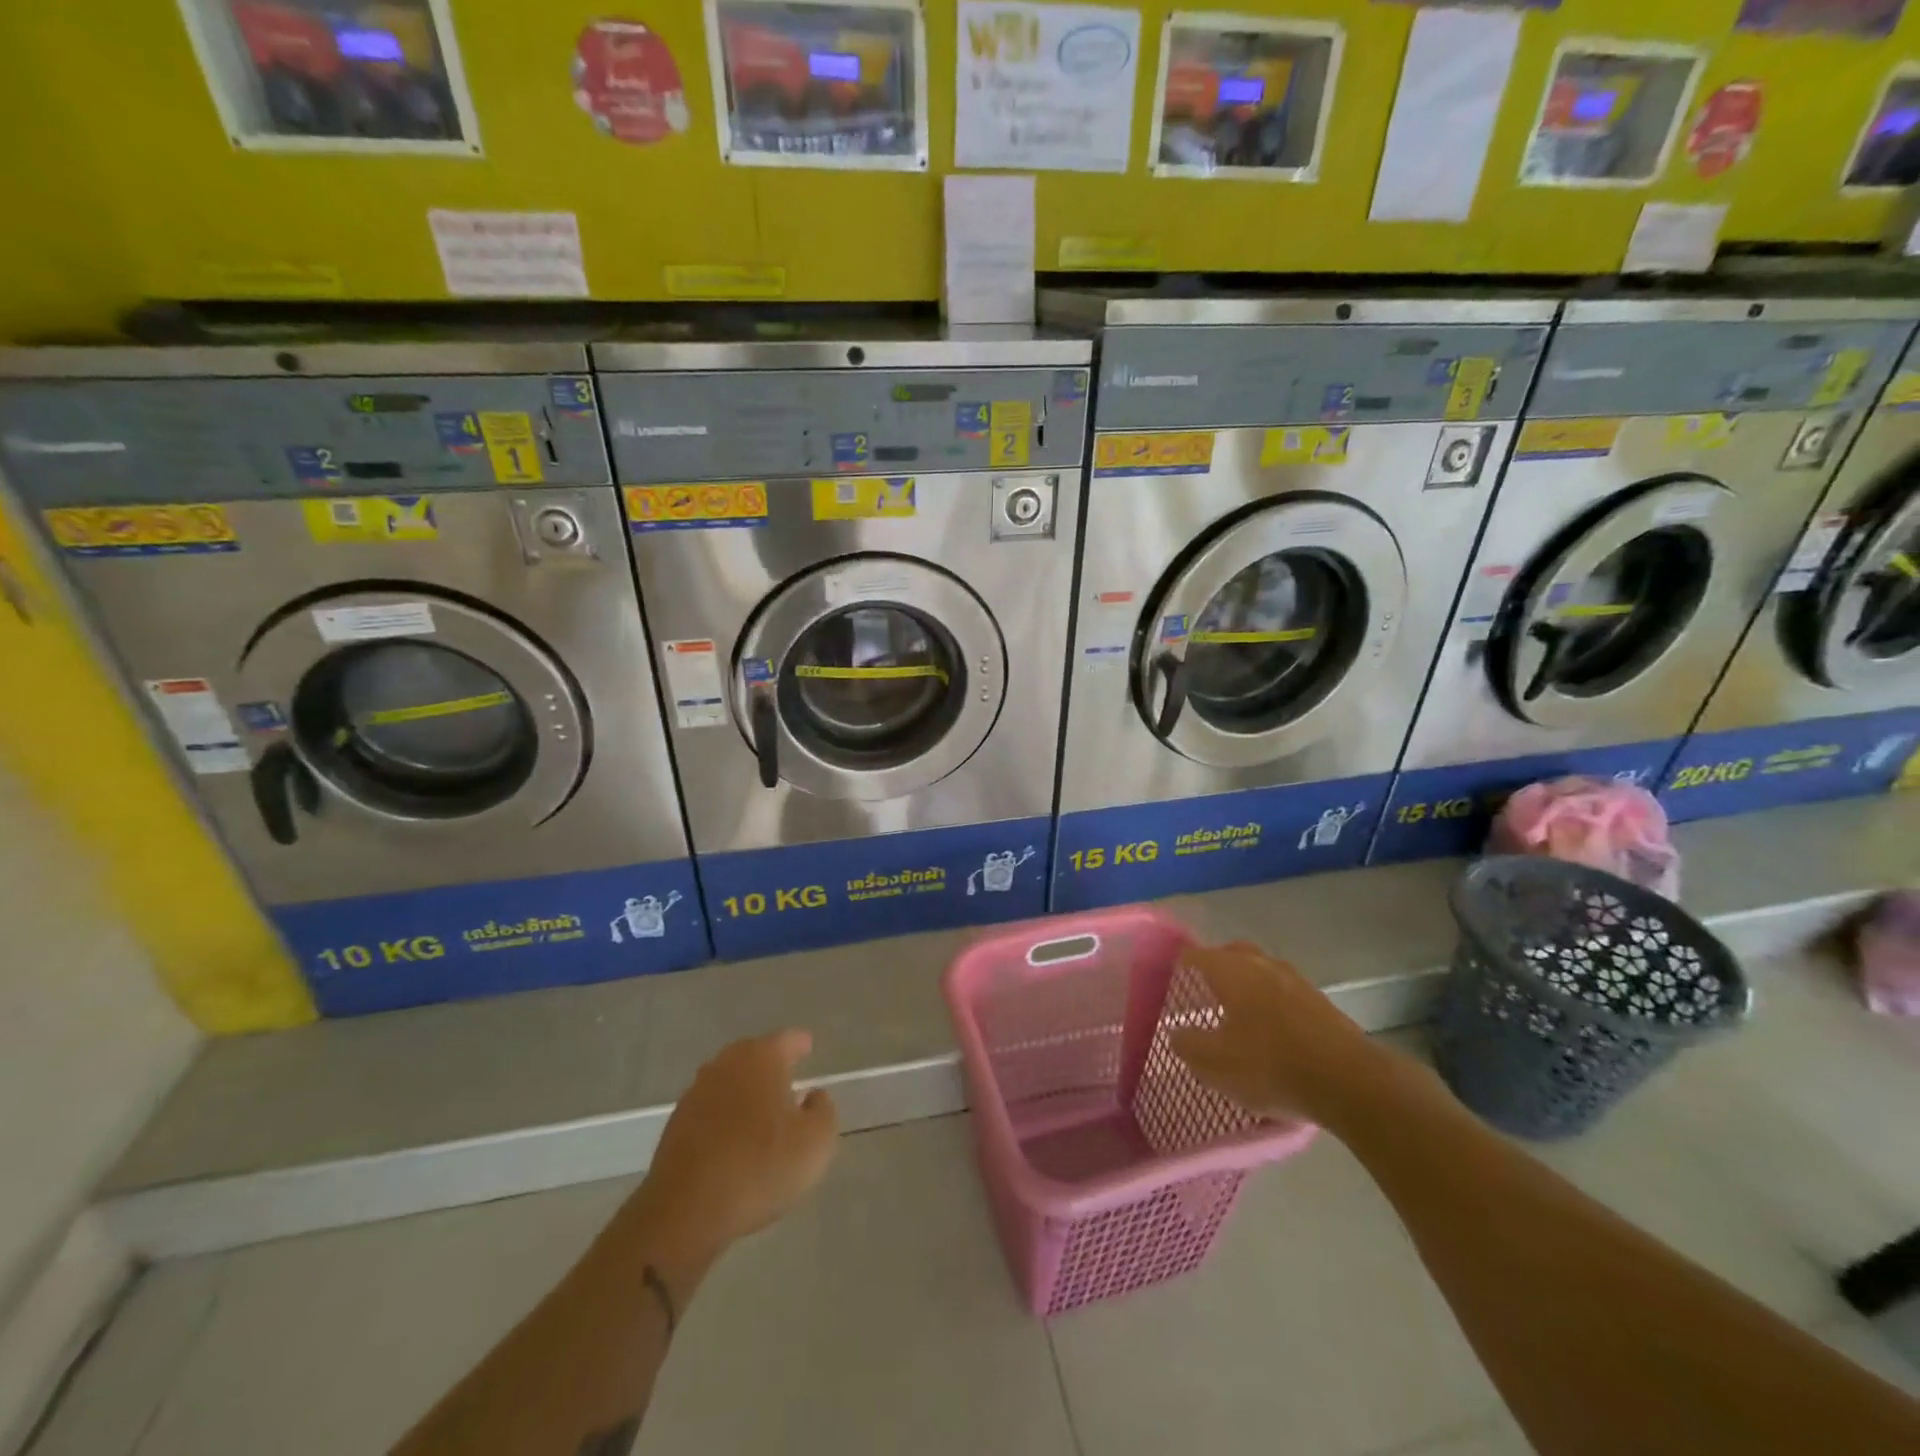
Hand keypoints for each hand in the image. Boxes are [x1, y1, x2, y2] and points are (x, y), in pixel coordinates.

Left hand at [640, 1030, 838, 1257]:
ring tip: (762, 1115)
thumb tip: (812, 1096)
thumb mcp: (816, 1142)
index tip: (808, 1047)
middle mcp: (726, 1064)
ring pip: (730, 1083)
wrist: (686, 1211)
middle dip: (771, 1066)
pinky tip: (734, 1142)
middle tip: (788, 1082)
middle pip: (754, 1056)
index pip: (787, 1040)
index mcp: (762, 1057)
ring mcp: (696, 1093)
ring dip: (746, 1093)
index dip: (800, 1044)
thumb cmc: (761, 1166)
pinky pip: (710, 1111)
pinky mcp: (675, 1125)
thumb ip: (822, 1110)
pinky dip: (724, 1119)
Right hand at [1171, 942, 1381, 1122]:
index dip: (1179, 965)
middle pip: (1232, 955)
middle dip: (1216, 967)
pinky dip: (1271, 1003)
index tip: (1168, 978)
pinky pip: (1284, 992)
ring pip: (1262, 972)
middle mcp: (1262, 965)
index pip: (1196, 955)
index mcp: (1231, 970)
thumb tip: (1177, 1033)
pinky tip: (1271, 1030)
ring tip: (1238, 1012)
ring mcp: (1296, 981)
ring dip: (1247, 985)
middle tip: (1203, 989)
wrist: (1350, 1082)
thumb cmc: (1270, 1065)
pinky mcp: (1321, 1003)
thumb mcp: (1215, 1065)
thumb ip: (1188, 1046)